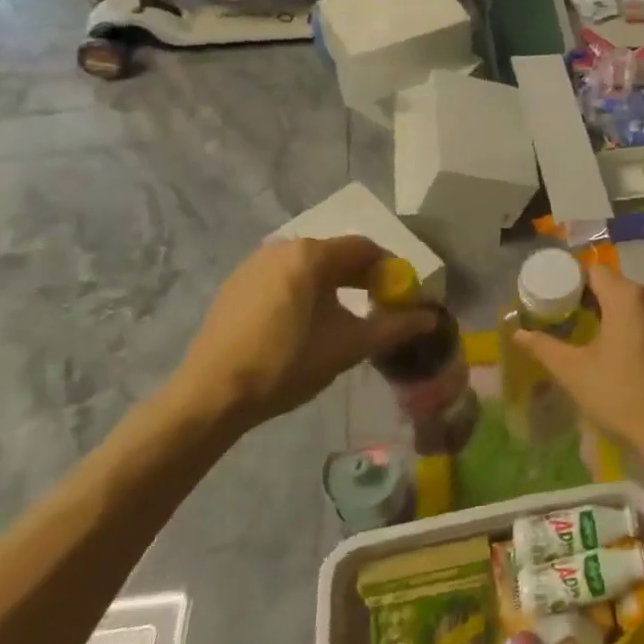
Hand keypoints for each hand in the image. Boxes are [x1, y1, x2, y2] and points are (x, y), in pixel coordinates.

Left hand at [175, 235, 434, 427]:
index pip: (365, 248)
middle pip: (335, 254)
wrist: (212, 395)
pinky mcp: (236, 285)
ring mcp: (254, 265)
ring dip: (332, 285)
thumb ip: (394, 327)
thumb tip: (431, 318)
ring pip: (308, 266)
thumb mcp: (349, 346)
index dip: (389, 269)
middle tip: (377, 307)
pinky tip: (304, 324)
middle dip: (362, 278)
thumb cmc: (288, 363)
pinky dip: (303, 291)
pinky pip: (282, 278)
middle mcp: (283, 248)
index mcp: (312, 255)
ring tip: (343, 318)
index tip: (401, 296)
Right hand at [510, 265, 643, 460]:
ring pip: (632, 304)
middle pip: (614, 286)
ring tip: (587, 338)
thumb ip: (544, 347)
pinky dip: (629, 327)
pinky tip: (617, 354)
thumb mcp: (574, 372)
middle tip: (564, 322)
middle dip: (589, 300)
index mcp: (628, 297)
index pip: (594, 272)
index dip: (571, 283)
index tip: (554, 302)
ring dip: (610, 314)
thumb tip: (518, 332)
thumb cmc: (621, 395)